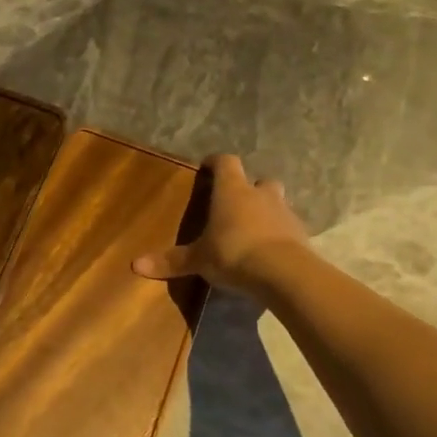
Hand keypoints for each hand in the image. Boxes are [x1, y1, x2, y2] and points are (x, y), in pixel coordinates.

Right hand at [132, 153, 308, 294]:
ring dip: (266, 211)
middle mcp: (260, 195)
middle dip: (249, 189)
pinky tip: (269, 251)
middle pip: (258, 181)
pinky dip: (278, 234)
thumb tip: (135, 265)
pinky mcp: (301, 234)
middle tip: (235, 204)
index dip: (217, 162)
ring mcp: (284, 213)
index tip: (208, 166)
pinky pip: (287, 228)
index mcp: (232, 191)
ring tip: (252, 230)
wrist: (284, 273)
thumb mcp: (198, 260)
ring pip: (276, 203)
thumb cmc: (233, 254)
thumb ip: (171, 261)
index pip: (226, 162)